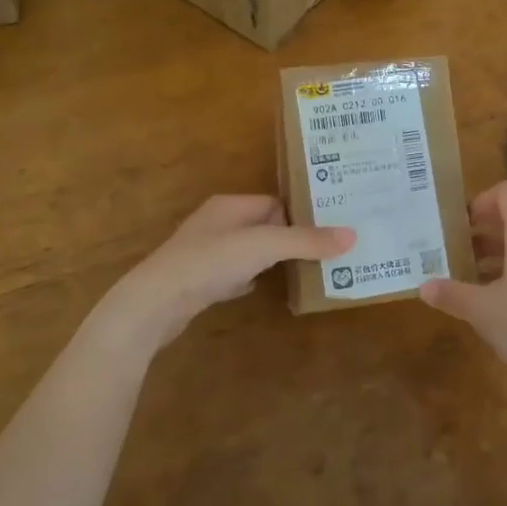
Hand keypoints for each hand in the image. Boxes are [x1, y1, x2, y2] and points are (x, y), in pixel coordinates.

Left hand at [103, 194, 353, 353]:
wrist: (154, 304)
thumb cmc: (209, 262)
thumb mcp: (263, 246)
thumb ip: (306, 240)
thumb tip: (352, 235)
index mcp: (230, 205)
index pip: (274, 202)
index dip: (299, 216)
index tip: (328, 232)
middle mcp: (216, 222)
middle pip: (263, 225)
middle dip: (288, 238)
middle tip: (323, 252)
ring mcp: (204, 252)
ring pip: (248, 250)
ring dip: (270, 259)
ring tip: (302, 271)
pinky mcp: (198, 280)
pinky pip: (233, 273)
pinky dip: (249, 279)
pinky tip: (260, 289)